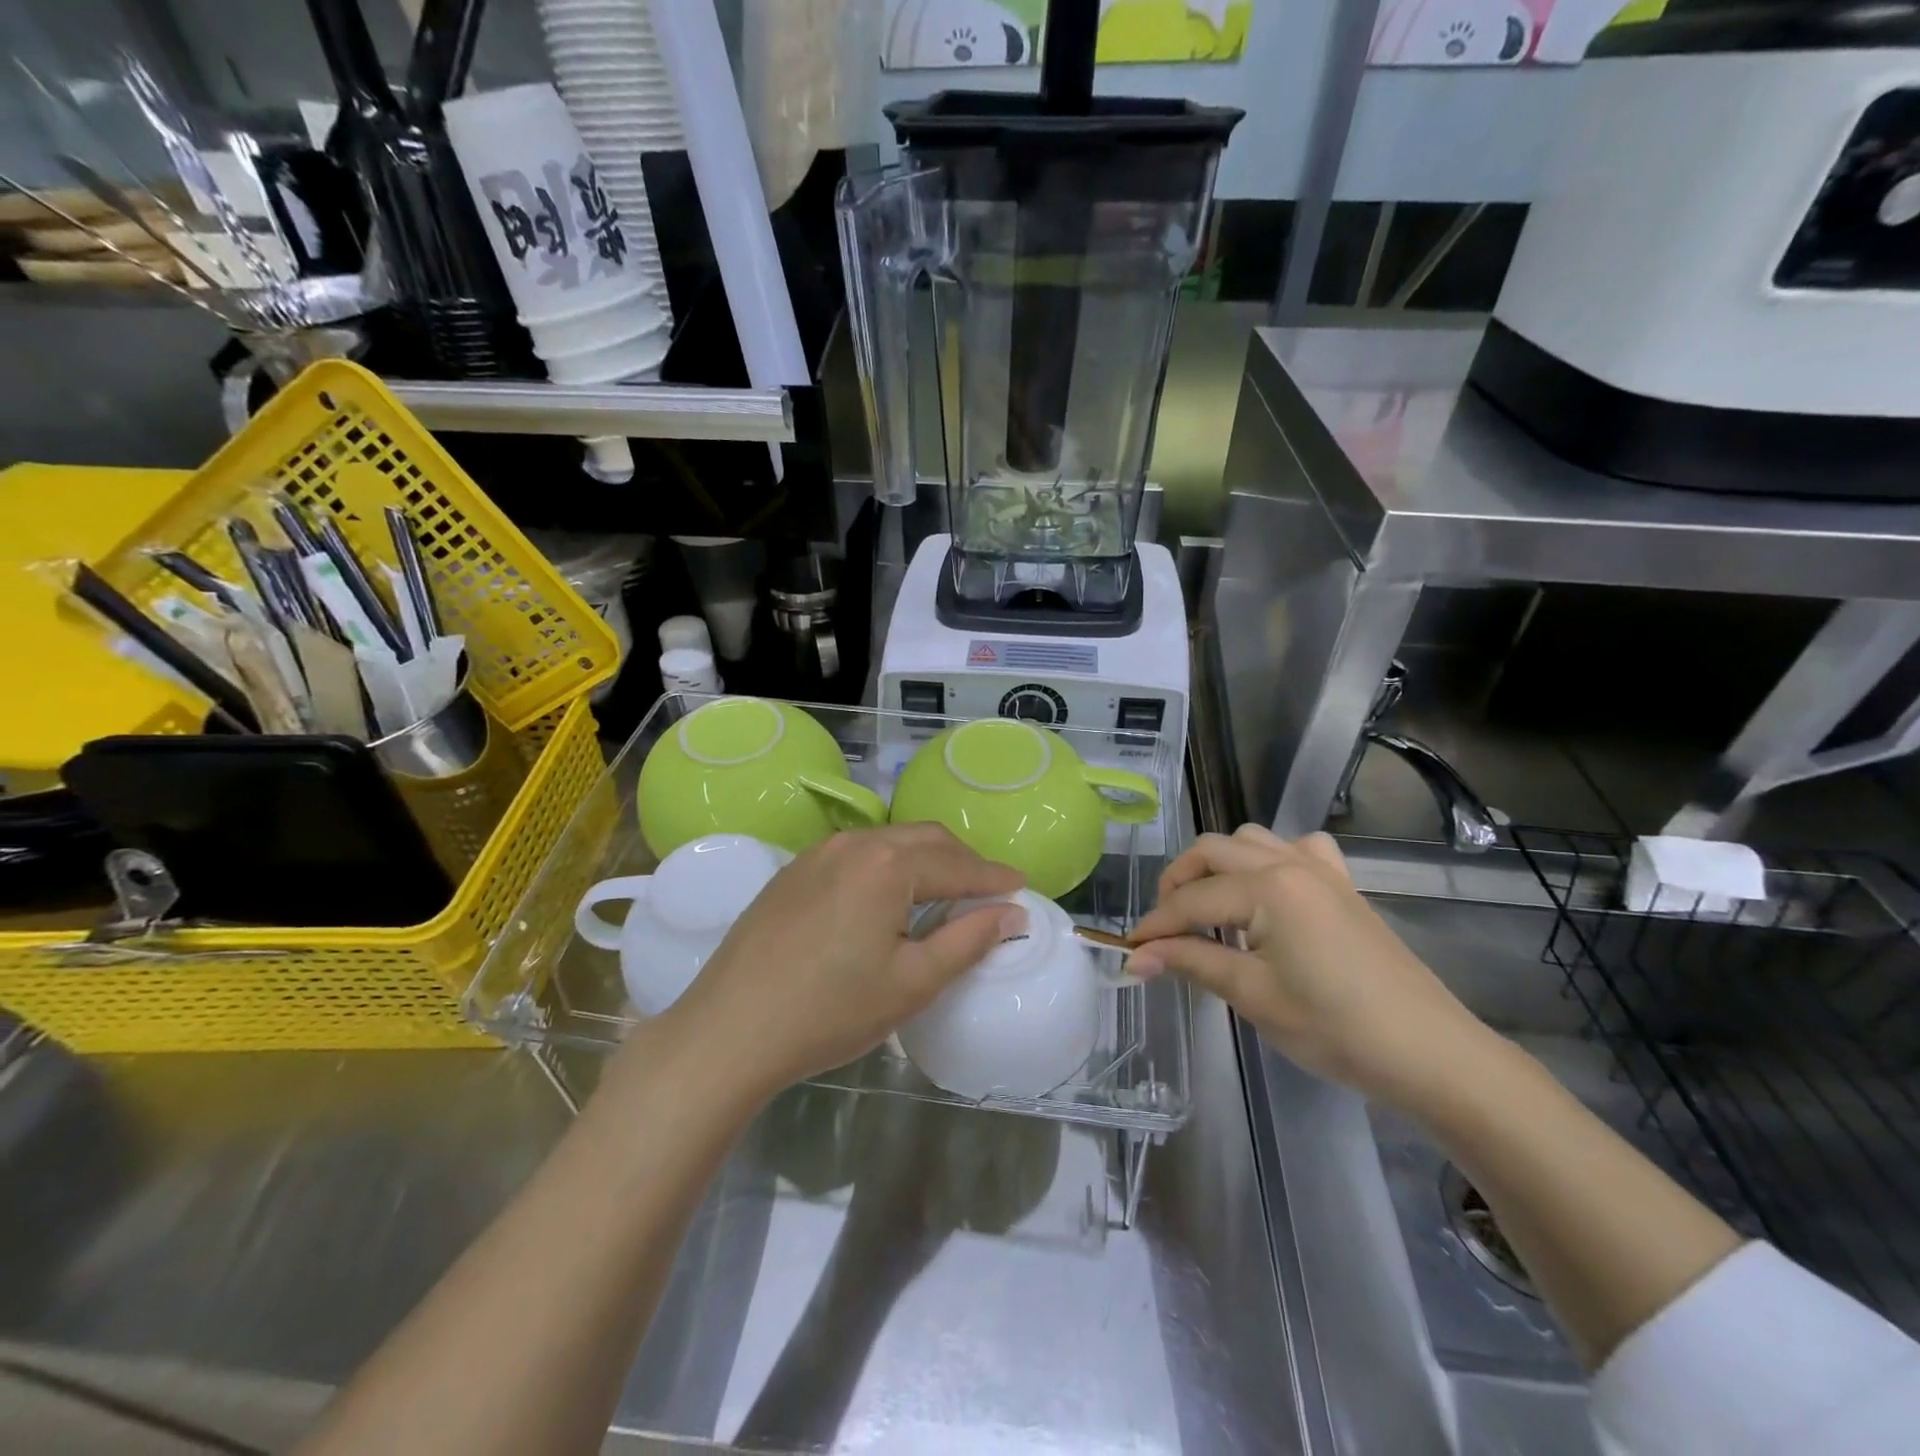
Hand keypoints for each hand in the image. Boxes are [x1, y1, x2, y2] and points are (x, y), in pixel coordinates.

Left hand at [664, 825, 1024, 1100]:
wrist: (730, 1030)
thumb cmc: (830, 1011)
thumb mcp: (912, 983)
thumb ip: (968, 941)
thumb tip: (1011, 913)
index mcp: (888, 864)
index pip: (958, 864)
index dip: (994, 877)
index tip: (1022, 887)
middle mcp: (854, 843)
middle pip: (925, 840)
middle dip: (963, 861)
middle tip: (987, 891)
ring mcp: (818, 853)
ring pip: (889, 842)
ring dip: (924, 860)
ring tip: (943, 893)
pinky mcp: (793, 871)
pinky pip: (856, 854)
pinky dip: (888, 866)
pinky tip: (887, 898)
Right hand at [1128, 825, 1493, 1108]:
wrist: (1430, 1053)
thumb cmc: (1336, 1028)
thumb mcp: (1253, 995)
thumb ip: (1191, 963)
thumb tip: (1135, 957)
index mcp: (1267, 887)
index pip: (1192, 900)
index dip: (1155, 926)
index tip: (1129, 951)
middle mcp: (1289, 863)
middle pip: (1212, 852)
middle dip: (1178, 883)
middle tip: (1164, 928)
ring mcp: (1321, 869)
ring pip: (1249, 841)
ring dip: (1217, 866)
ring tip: (1206, 908)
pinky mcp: (1342, 885)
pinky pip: (1295, 849)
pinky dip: (1267, 860)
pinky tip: (1267, 892)